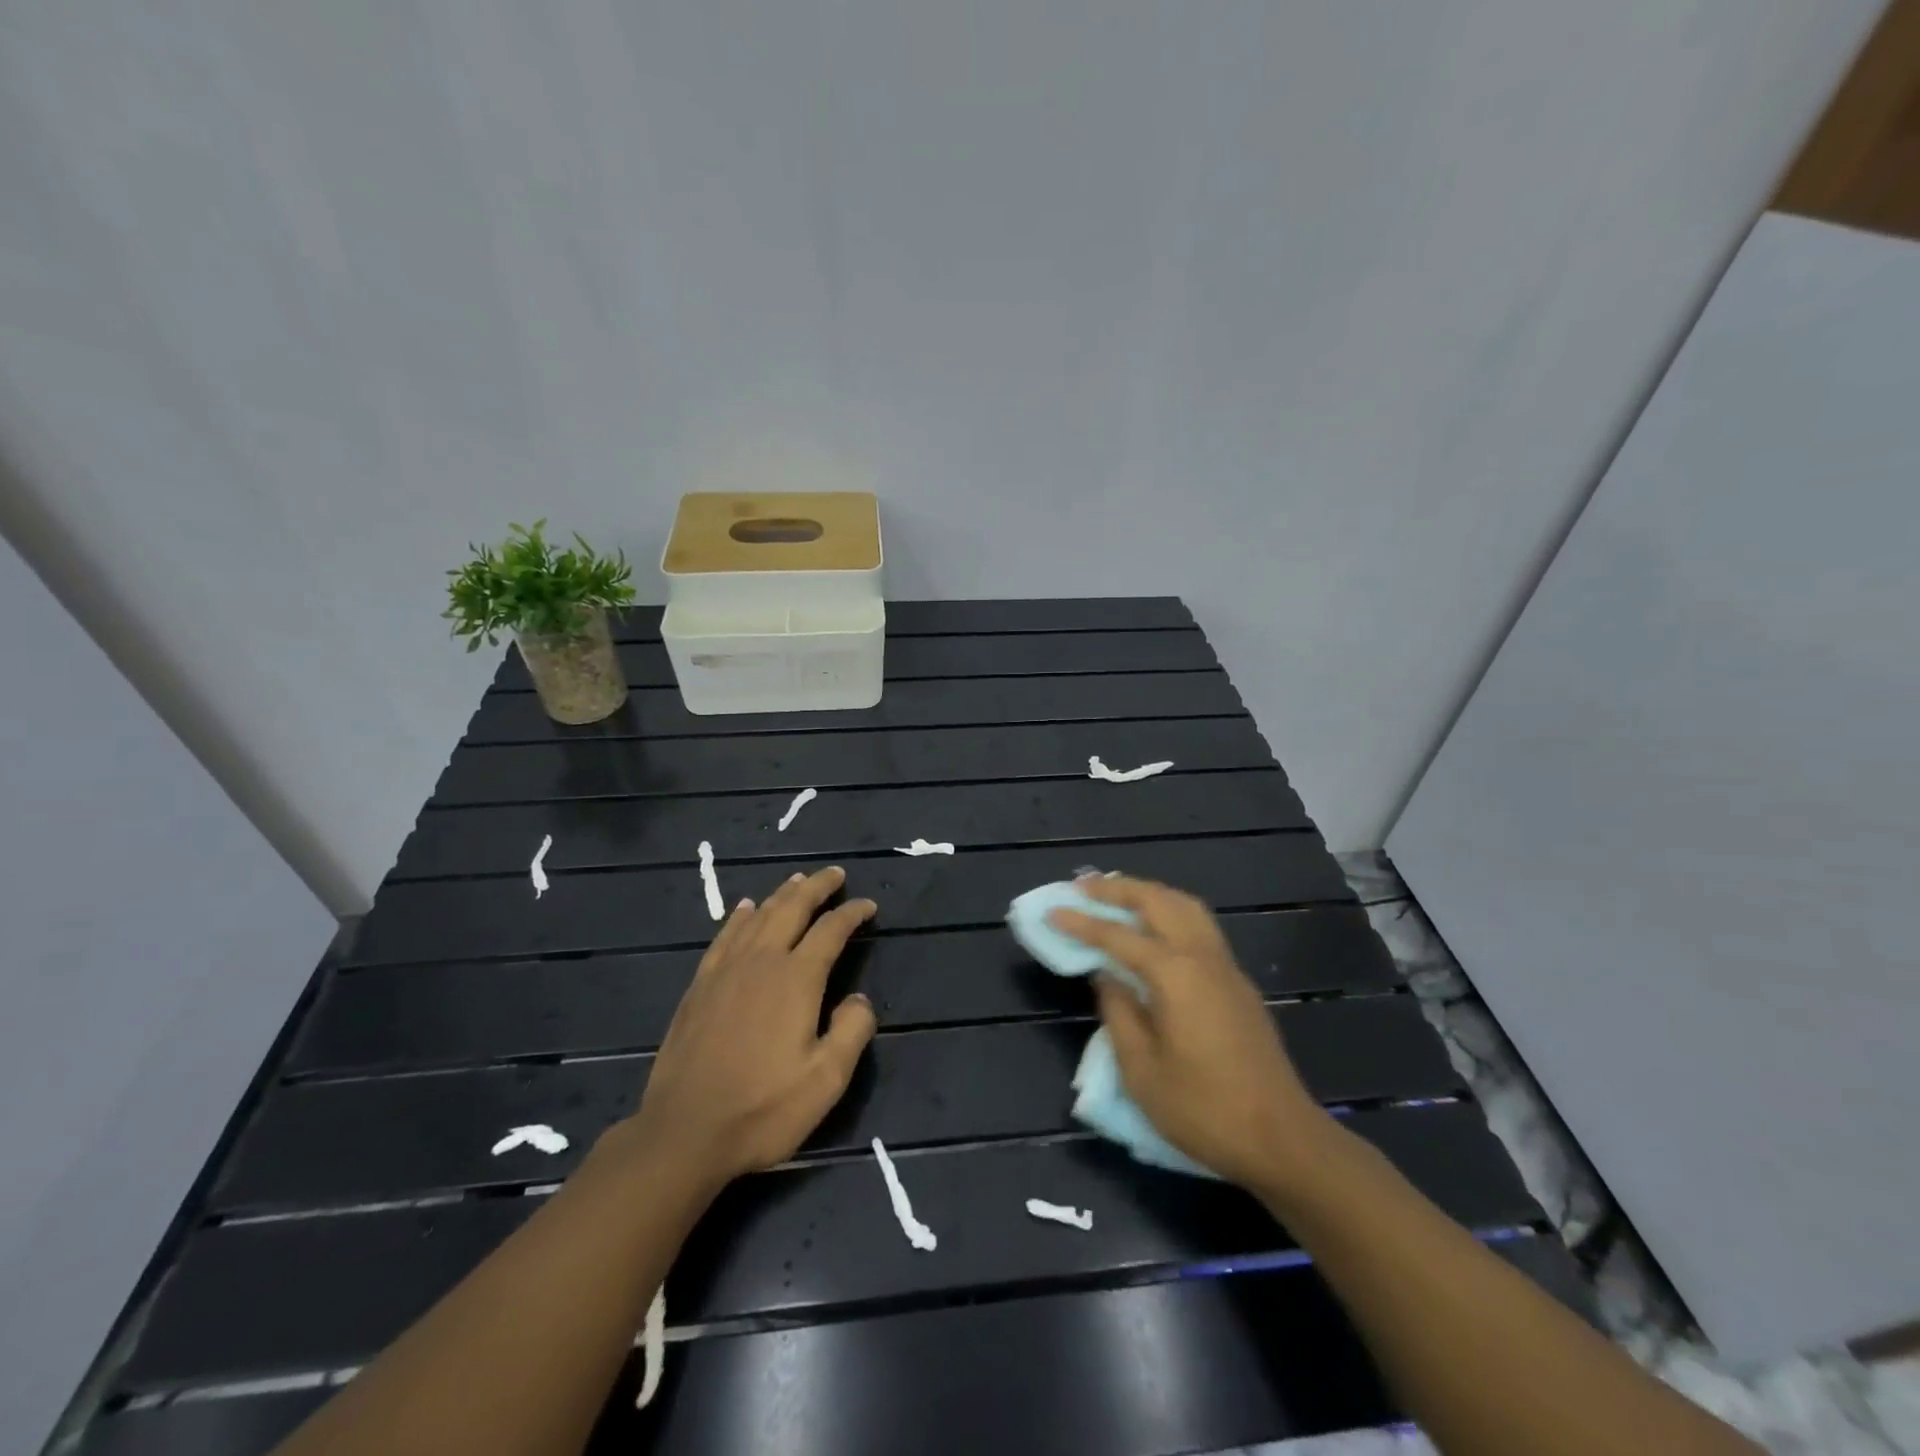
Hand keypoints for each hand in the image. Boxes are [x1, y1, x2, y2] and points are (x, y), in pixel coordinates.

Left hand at [621, 866, 877, 1192]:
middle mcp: (761, 962)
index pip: (830, 930)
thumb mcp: (825, 1080)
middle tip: (835, 874)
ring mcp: (725, 971)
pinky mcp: (699, 987)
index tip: (869, 905)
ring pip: (758, 917)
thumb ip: (852, 1032)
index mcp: (796, 979)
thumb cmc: (763, 1109)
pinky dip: (739, 917)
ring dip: (781, 895)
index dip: (852, 913)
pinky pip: (724, 937)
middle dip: (816, 887)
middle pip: (792, 908)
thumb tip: (859, 999)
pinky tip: (745, 909)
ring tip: (798, 881)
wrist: (684, 1133)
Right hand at [1050, 876, 1332, 1191]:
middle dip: (1117, 889)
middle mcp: (1202, 957)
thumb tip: (1106, 975)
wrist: (1282, 1138)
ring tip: (1117, 895)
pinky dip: (1170, 911)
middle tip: (1082, 886)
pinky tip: (1154, 927)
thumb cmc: (1204, 1109)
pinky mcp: (1238, 983)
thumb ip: (1119, 1012)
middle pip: (1158, 901)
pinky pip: (1199, 926)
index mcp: (1175, 975)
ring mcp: (1226, 967)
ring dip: (1148, 893)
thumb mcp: (1142, 1070)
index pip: (1118, 936)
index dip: (1082, 922)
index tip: (1052, 910)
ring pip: (1185, 906)